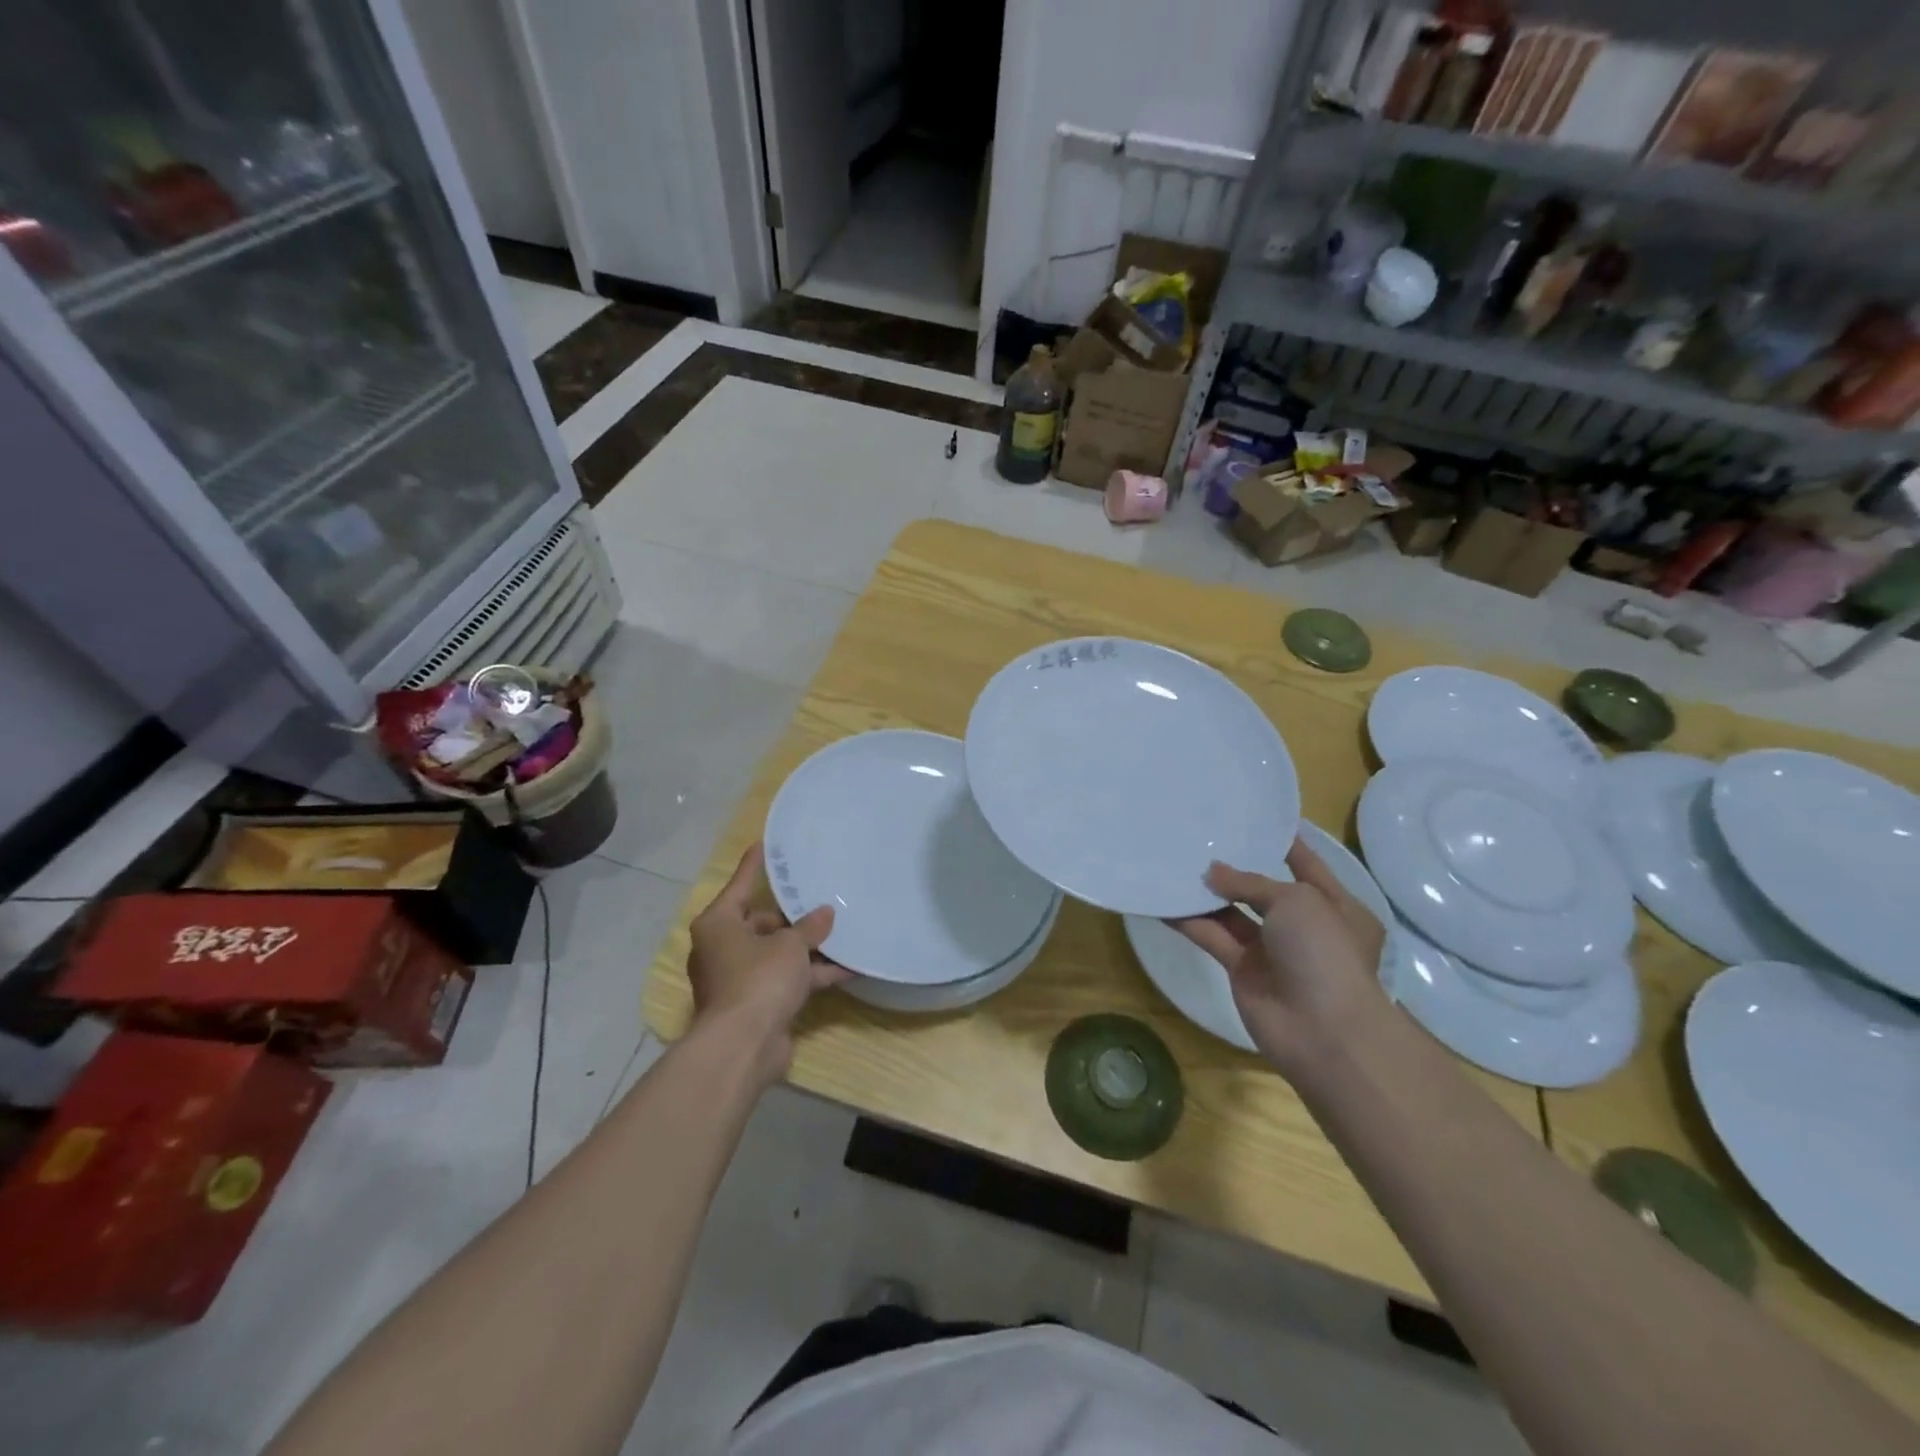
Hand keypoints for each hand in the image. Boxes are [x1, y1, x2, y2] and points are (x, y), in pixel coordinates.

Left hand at [687, 843, 844, 1087]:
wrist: (743, 1046)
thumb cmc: (758, 980)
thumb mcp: (789, 946)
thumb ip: (809, 927)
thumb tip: (825, 913)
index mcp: (719, 925)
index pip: (740, 886)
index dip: (754, 866)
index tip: (764, 844)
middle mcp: (723, 948)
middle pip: (761, 923)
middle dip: (794, 917)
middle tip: (822, 900)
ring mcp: (739, 978)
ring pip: (777, 954)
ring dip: (808, 948)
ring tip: (843, 932)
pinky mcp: (756, 1003)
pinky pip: (786, 979)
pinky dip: (811, 975)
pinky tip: (847, 968)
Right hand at [1172, 836, 1388, 1072]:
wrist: (1323, 1031)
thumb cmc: (1324, 952)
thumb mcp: (1295, 901)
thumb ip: (1249, 882)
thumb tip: (1211, 873)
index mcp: (1335, 905)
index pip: (1307, 865)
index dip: (1284, 843)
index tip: (1253, 818)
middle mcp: (1304, 926)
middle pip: (1264, 889)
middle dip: (1235, 867)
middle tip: (1201, 839)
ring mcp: (1272, 950)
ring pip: (1233, 913)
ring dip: (1207, 894)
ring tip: (1175, 864)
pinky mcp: (1242, 970)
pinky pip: (1212, 937)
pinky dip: (1190, 922)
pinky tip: (1164, 902)